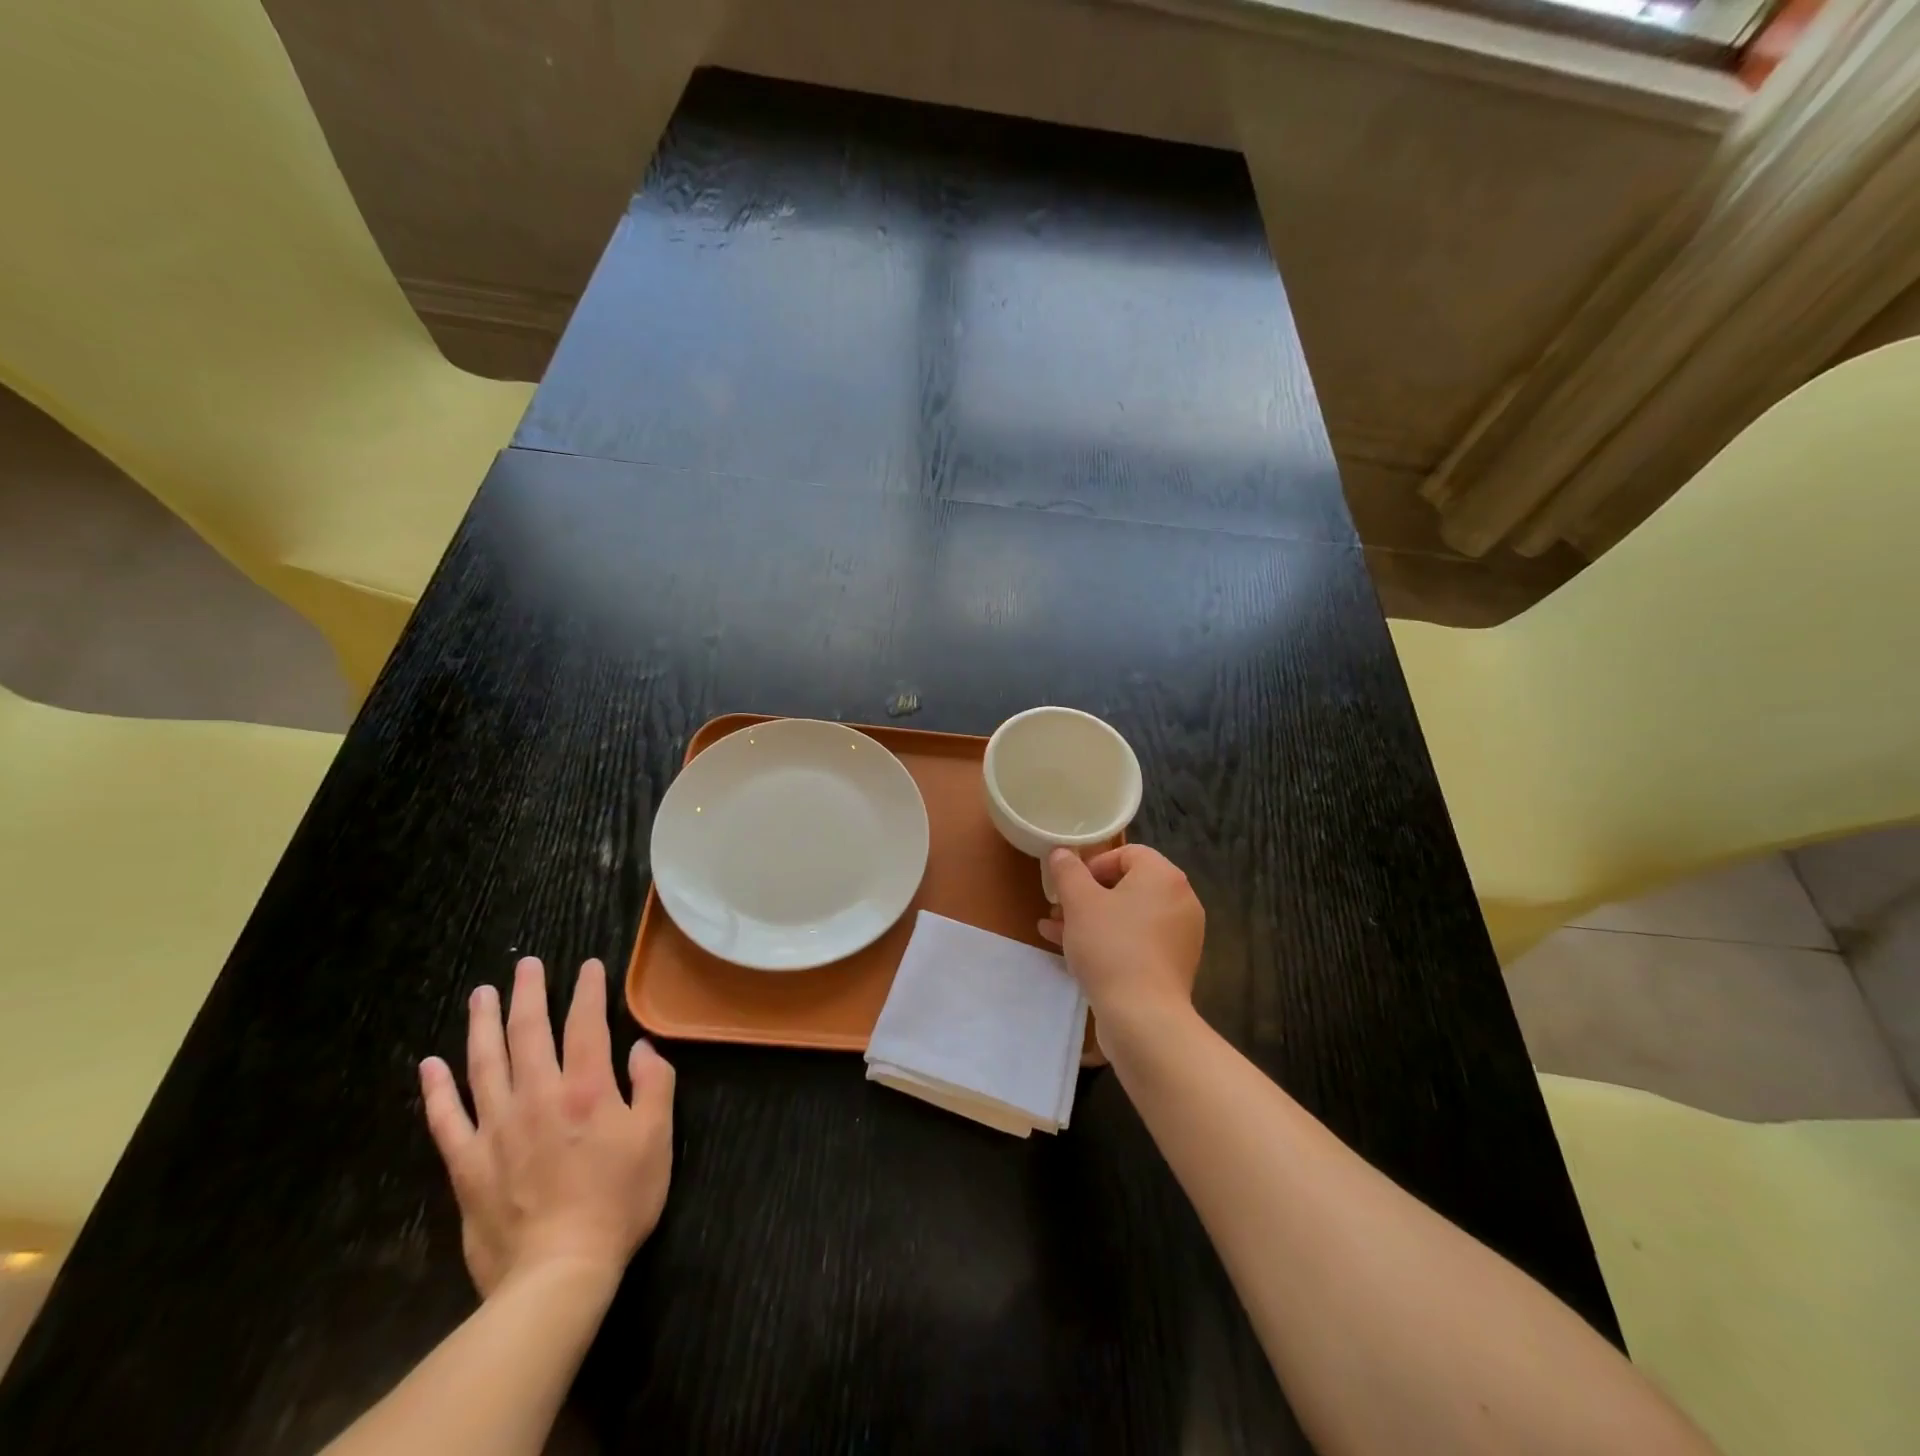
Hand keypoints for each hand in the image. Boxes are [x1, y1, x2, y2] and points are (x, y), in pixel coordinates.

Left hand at [420, 957, 674, 1298]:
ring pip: (485, 1064)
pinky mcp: (468, 1164)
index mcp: (588, 1089)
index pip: (587, 1025)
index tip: (587, 966)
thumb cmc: (618, 1201)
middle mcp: (539, 1096)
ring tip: (480, 995)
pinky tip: (430, 1065)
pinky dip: (436, 1090)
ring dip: (482, 1025)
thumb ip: (654, 1085)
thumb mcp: (657, 1139)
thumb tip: (641, 1048)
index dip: (588, 991)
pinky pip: (446, 1119)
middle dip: (529, 994)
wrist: (557, 1273)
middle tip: (525, 965)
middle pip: (529, 1033)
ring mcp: (497, 1128)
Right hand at [1040, 846, 1204, 1035]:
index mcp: (1164, 876)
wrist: (1143, 1017)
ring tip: (1055, 931)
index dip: (1093, 864)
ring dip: (1091, 919)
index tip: (1069, 885)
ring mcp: (1180, 936)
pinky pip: (1137, 941)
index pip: (1127, 853)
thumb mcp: (1079, 902)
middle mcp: (1180, 901)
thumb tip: (1061, 852)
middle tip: (1058, 909)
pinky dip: (1110, 941)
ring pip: (1129, 916)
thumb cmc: (1110, 946)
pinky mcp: (1173, 965)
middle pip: (1127, 885)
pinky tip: (1074, 955)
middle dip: (1087, 895)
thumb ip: (1068, 871)